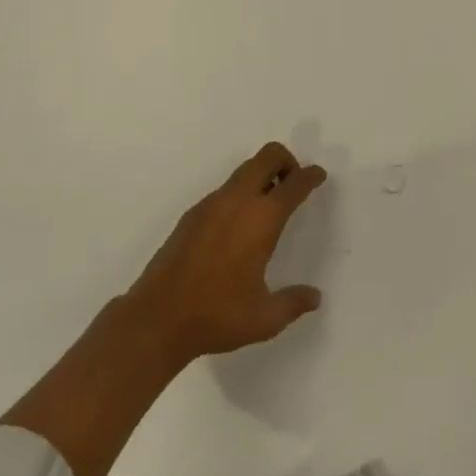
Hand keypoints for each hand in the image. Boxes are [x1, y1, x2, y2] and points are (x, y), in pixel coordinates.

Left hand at [125, 141, 327, 365]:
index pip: (294, 184)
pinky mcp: (192, 213)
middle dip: (286, 161)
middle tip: (293, 184)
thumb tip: (315, 297)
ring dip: (262, 176)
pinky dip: (240, 193)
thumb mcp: (264, 319)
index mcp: (261, 219)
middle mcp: (238, 200)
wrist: (157, 318)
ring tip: (267, 208)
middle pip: (268, 156)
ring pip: (245, 170)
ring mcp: (211, 203)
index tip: (318, 175)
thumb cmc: (216, 315)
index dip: (310, 176)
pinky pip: (225, 189)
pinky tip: (237, 228)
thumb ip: (293, 303)